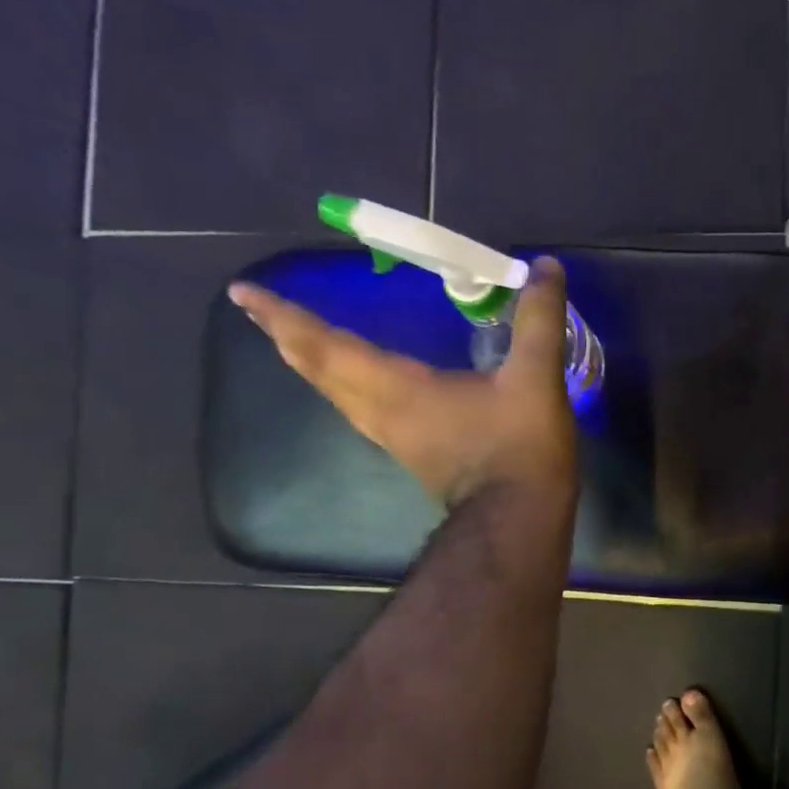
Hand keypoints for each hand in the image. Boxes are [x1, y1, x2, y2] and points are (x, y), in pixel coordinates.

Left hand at [228, 257, 577, 510]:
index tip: (242, 293)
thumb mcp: (535, 379)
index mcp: (400, 390)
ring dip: (311, 364)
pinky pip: (360, 411)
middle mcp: (383, 414)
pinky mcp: (412, 456)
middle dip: (287, 337)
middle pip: (320, 372)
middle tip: (258, 310)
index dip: (287, 316)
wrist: (519, 522)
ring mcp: (395, 439)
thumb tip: (545, 266)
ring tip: (294, 341)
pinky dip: (342, 386)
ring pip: (337, 396)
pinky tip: (356, 384)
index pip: (329, 346)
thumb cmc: (520, 451)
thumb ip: (539, 321)